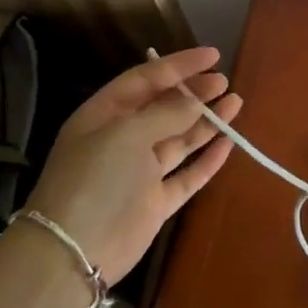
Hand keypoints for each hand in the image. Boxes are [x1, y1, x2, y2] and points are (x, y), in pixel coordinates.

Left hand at [22, 47, 239, 283]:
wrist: (73, 252)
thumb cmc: (95, 178)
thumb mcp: (128, 133)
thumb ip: (167, 113)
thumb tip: (197, 101)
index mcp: (105, 115)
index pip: (146, 79)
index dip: (179, 65)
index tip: (213, 56)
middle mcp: (122, 140)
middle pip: (164, 108)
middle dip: (194, 93)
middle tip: (224, 82)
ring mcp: (140, 173)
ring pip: (180, 139)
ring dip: (206, 122)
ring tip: (235, 103)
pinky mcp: (155, 203)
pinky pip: (187, 175)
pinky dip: (207, 159)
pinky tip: (228, 143)